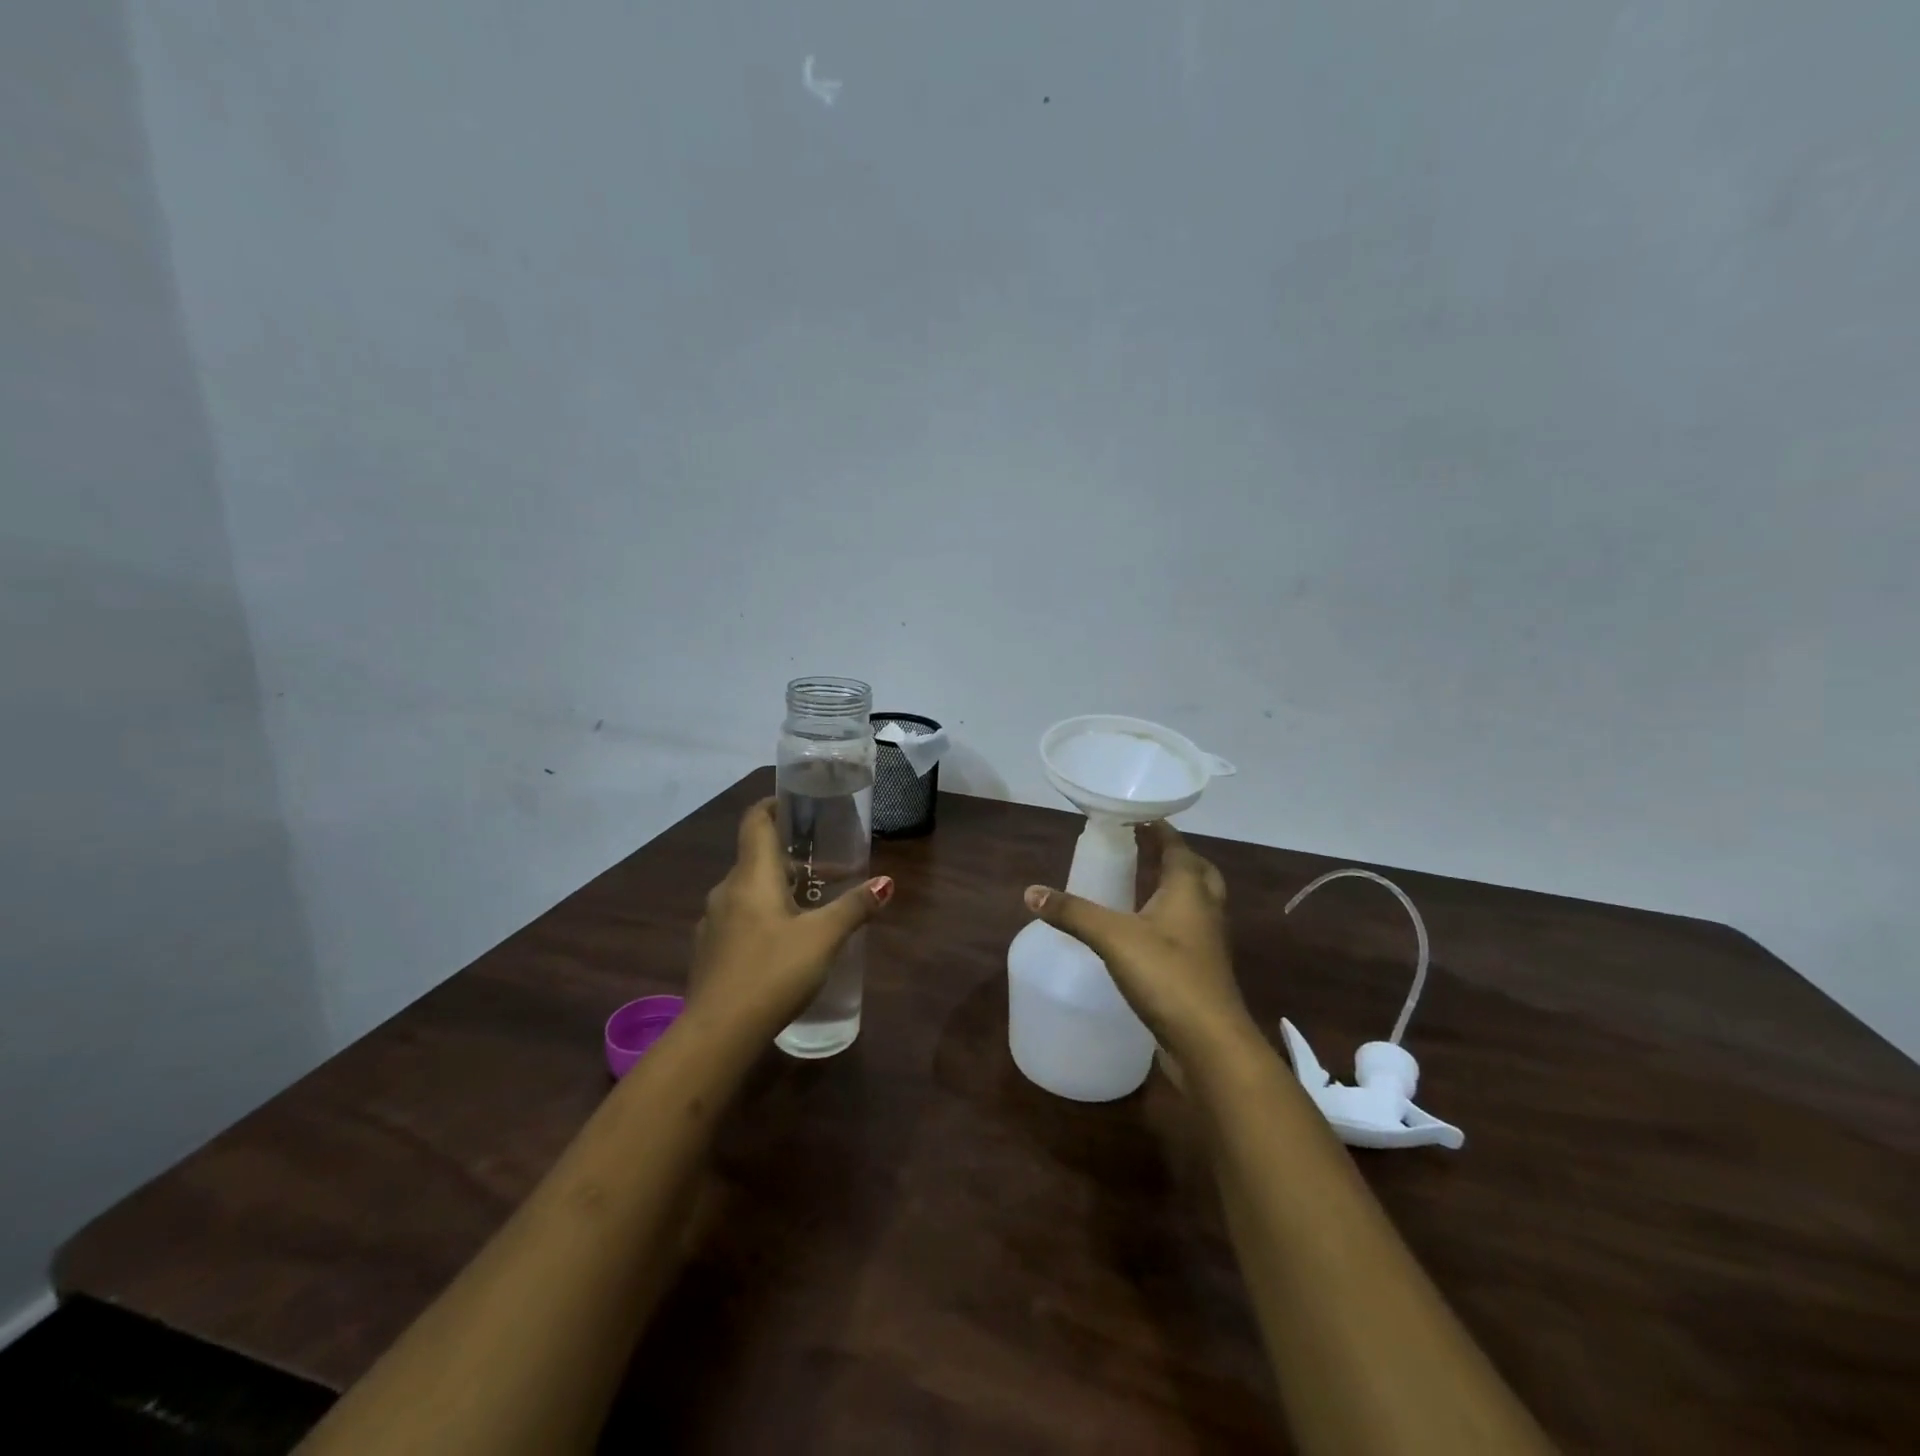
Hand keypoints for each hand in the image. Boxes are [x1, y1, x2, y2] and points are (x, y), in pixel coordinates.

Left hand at [688, 798, 892, 1031]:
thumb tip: (886, 881)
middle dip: (792, 858)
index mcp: (752, 876)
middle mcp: (727, 891)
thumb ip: (855, 907)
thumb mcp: (823, 937)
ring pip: (748, 891)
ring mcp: (713, 923)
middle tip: (827, 867)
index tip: (796, 803)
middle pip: (757, 858)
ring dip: (779, 889)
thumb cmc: (773, 972)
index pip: (756, 822)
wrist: (718, 1034)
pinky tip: (785, 942)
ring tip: (812, 907)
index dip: (773, 805)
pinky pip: (740, 918)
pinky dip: (764, 916)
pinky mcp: (710, 952)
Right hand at [1023, 822, 1250, 1059]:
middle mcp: (1205, 909)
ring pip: (1196, 902)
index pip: (1177, 846)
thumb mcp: (1112, 937)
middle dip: (1174, 857)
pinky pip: (1189, 931)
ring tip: (1142, 886)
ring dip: (1176, 889)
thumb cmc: (1167, 975)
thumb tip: (1031, 892)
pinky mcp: (1202, 971)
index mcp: (1189, 889)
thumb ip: (1072, 913)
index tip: (1137, 817)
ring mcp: (1208, 942)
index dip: (1159, 829)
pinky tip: (1145, 934)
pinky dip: (1171, 920)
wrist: (1210, 1043)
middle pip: (1197, 871)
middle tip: (1144, 850)